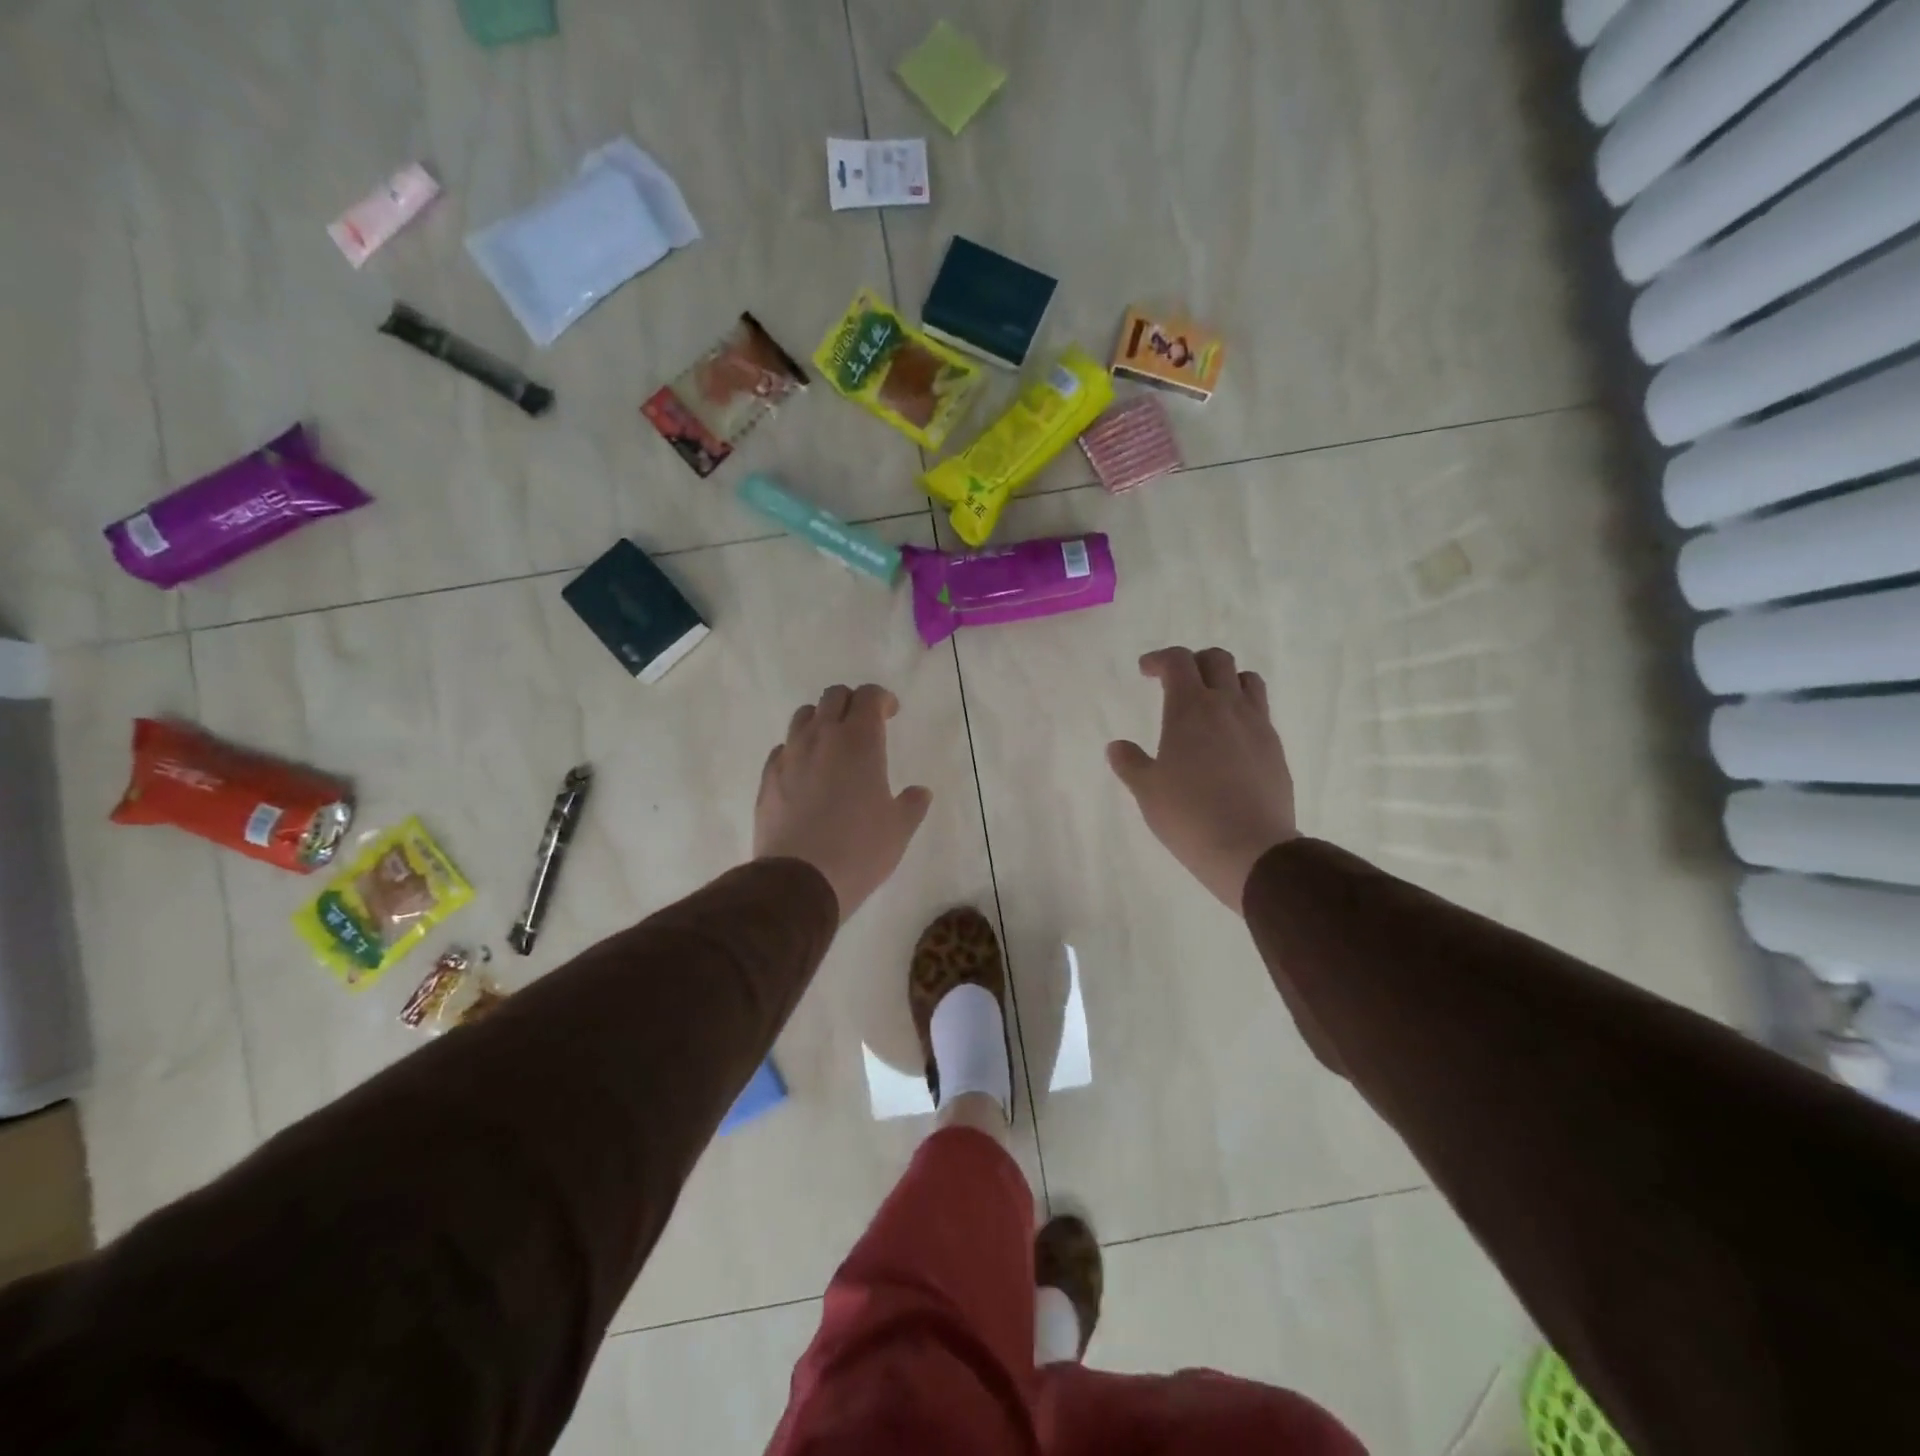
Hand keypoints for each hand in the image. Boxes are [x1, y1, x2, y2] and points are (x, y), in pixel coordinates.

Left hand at [755, 683, 932, 921]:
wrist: (800, 880)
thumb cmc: (859, 850)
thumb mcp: (899, 829)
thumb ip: (911, 804)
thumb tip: (919, 792)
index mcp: (860, 741)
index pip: (869, 696)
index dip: (882, 699)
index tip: (890, 714)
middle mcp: (822, 738)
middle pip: (834, 696)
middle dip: (852, 703)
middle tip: (864, 726)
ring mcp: (790, 756)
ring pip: (804, 716)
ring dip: (821, 721)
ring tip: (833, 746)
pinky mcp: (767, 778)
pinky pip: (784, 748)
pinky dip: (798, 750)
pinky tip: (806, 773)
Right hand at [1107, 647, 1298, 911]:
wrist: (1251, 849)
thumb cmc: (1189, 815)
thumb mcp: (1147, 791)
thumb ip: (1130, 763)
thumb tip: (1117, 747)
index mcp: (1191, 708)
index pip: (1178, 661)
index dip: (1159, 659)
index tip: (1145, 670)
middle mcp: (1227, 707)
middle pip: (1217, 660)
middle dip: (1194, 662)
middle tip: (1176, 682)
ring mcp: (1257, 726)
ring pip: (1247, 680)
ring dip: (1226, 680)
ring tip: (1210, 702)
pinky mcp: (1275, 749)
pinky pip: (1260, 712)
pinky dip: (1242, 711)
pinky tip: (1229, 739)